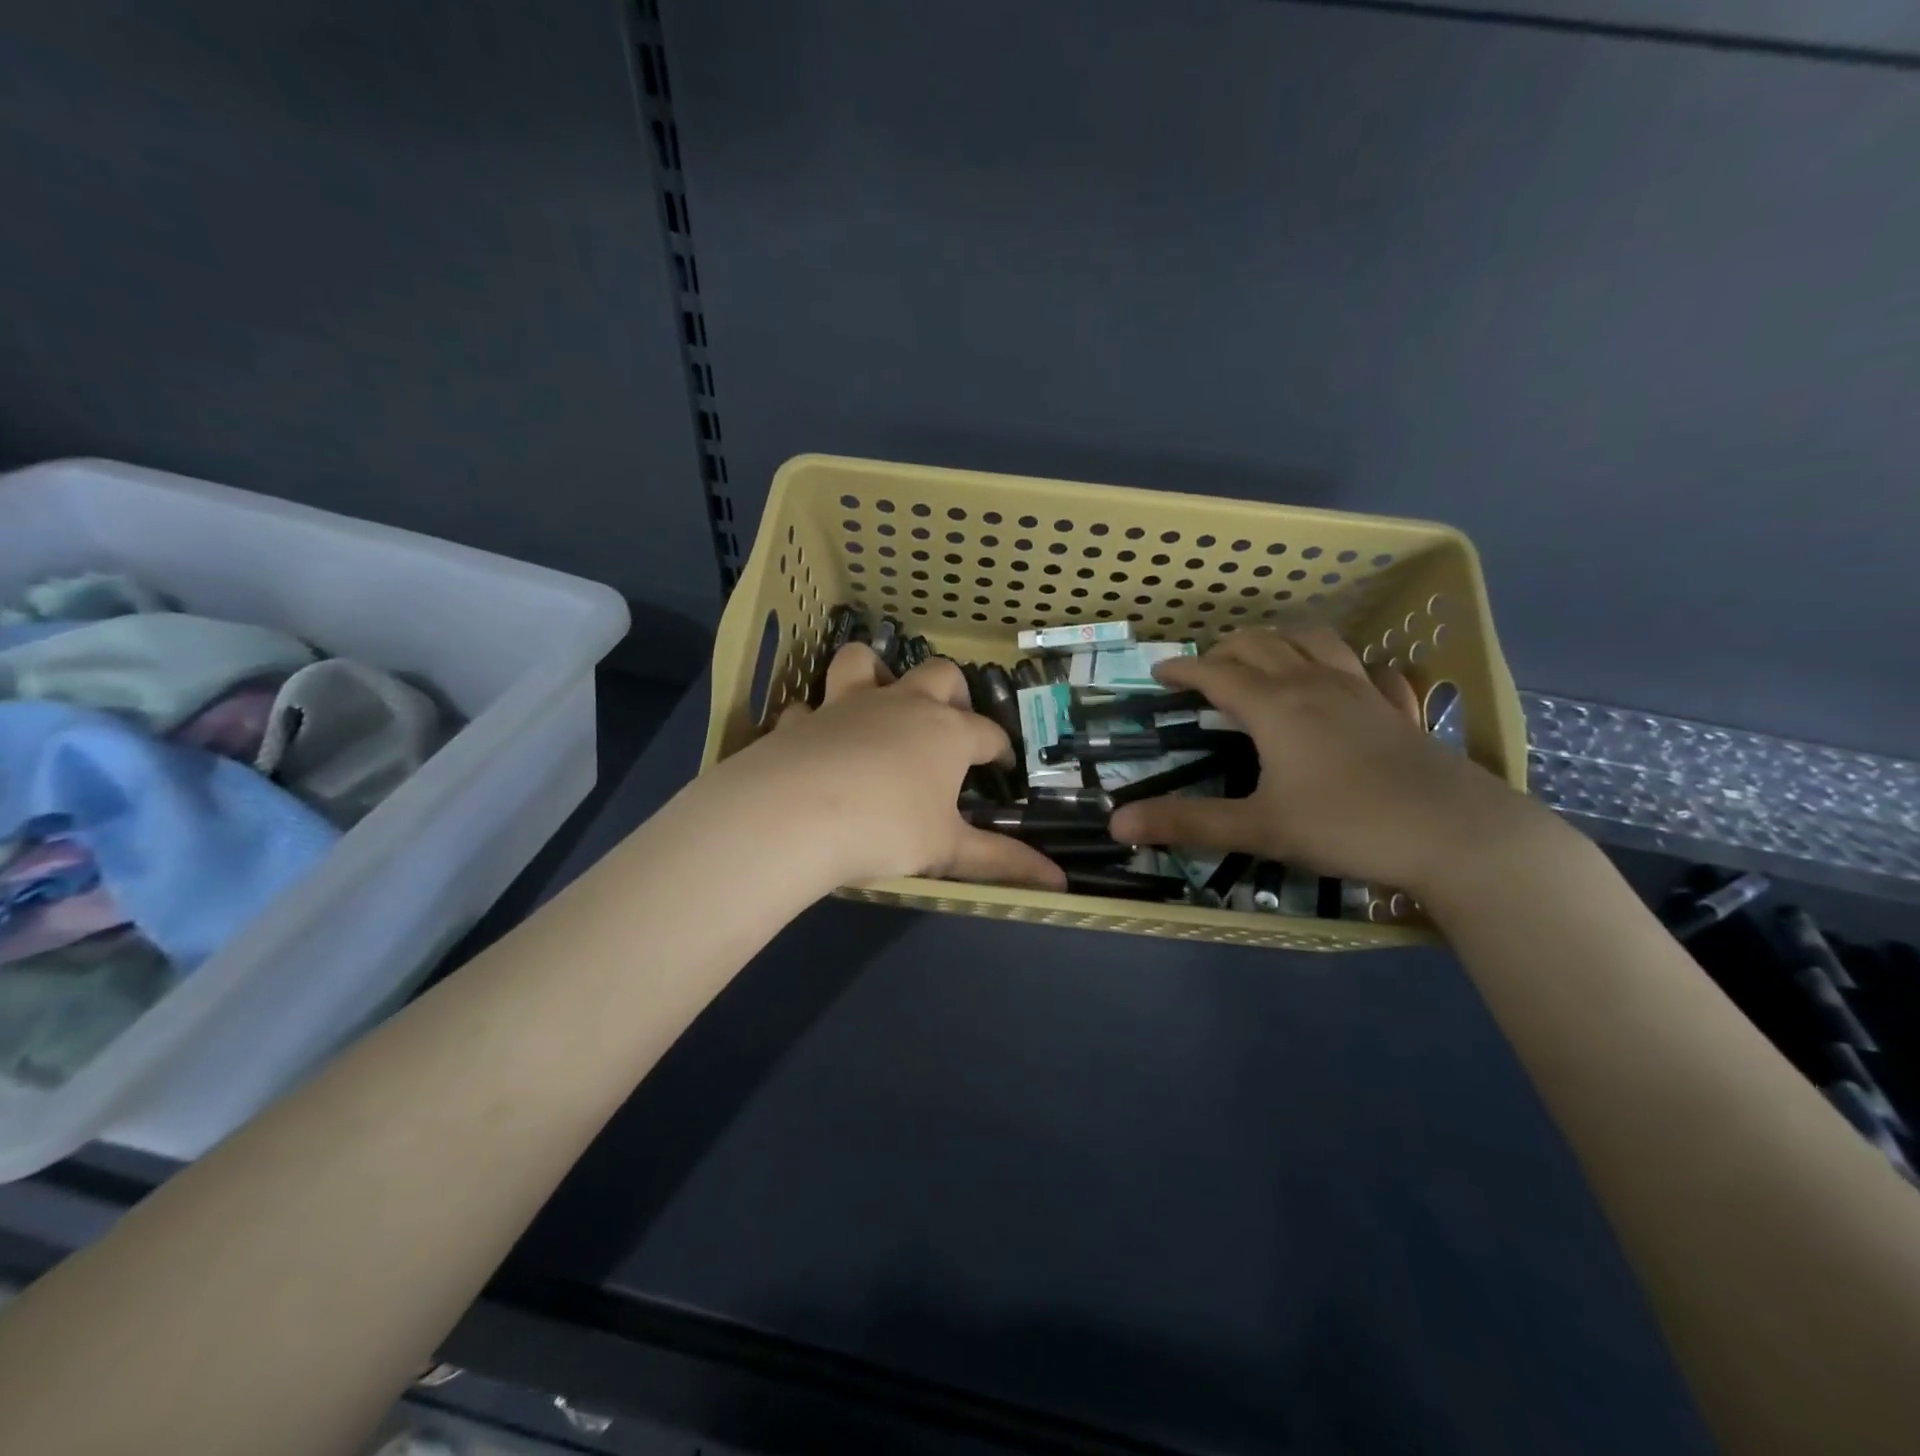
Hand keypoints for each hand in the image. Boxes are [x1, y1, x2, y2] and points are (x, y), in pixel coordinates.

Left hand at [711, 644, 1067, 891]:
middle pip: (938, 675)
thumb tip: (1059, 883)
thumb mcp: (948, 851)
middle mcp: (902, 706)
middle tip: (950, 721)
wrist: (796, 814)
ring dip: (874, 672)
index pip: (988, 732)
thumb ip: (1002, 862)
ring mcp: (847, 705)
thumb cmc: (887, 829)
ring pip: (862, 662)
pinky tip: (812, 736)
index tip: (1002, 765)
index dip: (1000, 748)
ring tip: (878, 696)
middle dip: (952, 692)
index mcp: (946, 733)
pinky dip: (813, 718)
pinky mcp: (802, 720)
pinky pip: (807, 707)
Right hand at [1107, 627, 1550, 897]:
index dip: (1183, 669)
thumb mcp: (1258, 828)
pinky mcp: (1399, 709)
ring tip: (1266, 656)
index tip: (1159, 673)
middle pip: (1262, 644)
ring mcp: (1363, 692)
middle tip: (1204, 668)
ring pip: (1315, 642)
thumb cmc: (1348, 826)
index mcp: (1276, 706)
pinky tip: (1349, 680)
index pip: (1216, 672)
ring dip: (1281, 640)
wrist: (1457, 835)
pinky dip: (1347, 666)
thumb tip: (1116, 824)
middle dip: (1225, 647)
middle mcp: (1315, 685)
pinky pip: (1370, 670)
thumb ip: (1187, 823)